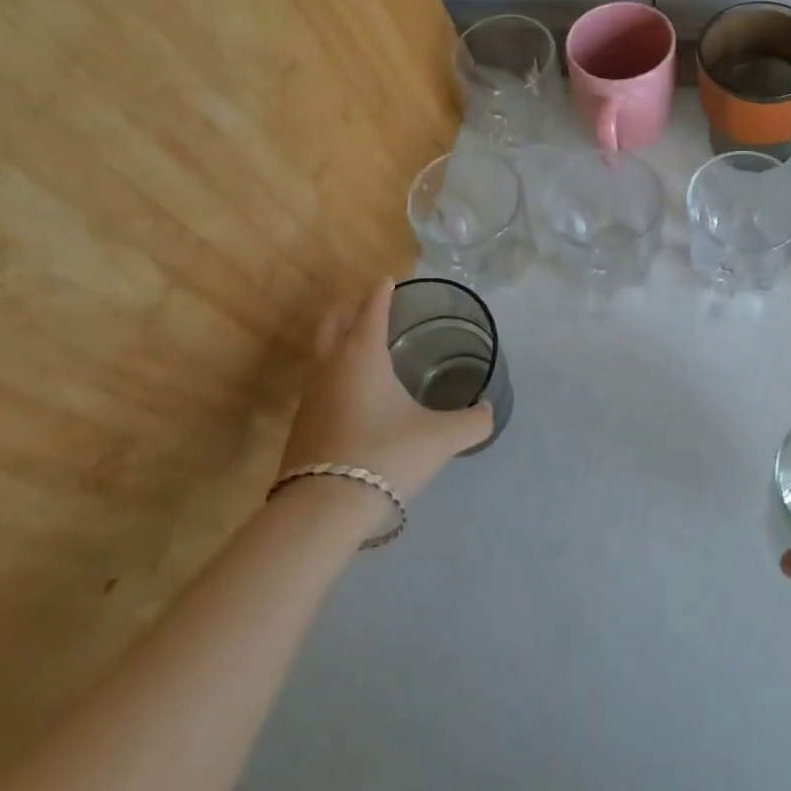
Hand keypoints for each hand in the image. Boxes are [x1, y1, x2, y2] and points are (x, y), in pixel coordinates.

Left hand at [278, 279, 493, 501]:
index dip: (382, 292)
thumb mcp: (441, 438)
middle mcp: (331, 368)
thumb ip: (472, 422)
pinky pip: (319, 384)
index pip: (371, 310)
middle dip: (350, 309)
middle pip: (333, 323)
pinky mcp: (301, 427)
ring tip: (362, 346)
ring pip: (321, 354)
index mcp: (363, 356)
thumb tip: (489, 411)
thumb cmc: (385, 456)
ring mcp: (310, 398)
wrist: (322, 511)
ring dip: (339, 341)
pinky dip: (335, 373)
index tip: (389, 279)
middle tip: (369, 304)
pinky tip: (353, 394)